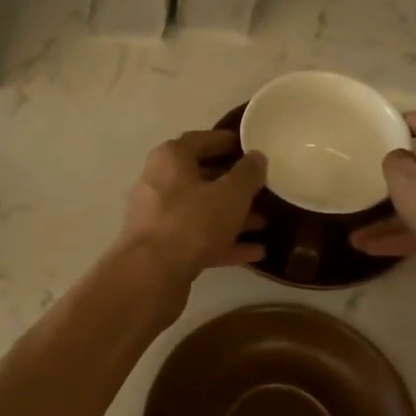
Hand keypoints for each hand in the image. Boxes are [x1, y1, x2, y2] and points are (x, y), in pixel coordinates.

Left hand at [116, 130, 267, 283]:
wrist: (150, 275)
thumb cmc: (192, 222)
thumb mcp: (231, 194)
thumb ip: (248, 173)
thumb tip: (257, 157)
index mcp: (171, 158)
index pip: (202, 140)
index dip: (229, 142)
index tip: (253, 149)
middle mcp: (160, 183)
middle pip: (202, 177)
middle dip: (234, 185)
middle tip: (264, 188)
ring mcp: (160, 218)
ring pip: (202, 211)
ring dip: (233, 217)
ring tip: (265, 222)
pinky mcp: (164, 249)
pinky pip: (199, 239)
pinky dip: (225, 243)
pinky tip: (256, 252)